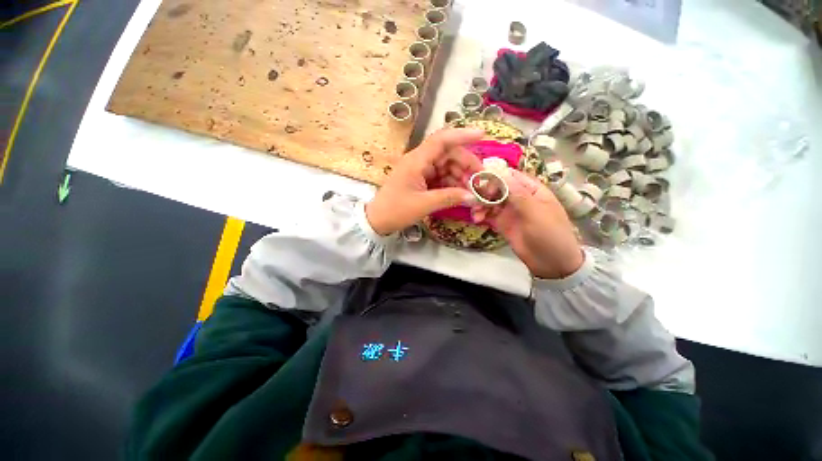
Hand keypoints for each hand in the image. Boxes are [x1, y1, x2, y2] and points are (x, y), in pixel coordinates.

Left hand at [366, 128, 484, 235]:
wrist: (378, 220)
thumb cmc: (397, 210)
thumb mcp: (424, 204)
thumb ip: (449, 198)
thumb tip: (473, 196)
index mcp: (416, 160)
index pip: (441, 140)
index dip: (462, 135)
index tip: (482, 135)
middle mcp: (419, 161)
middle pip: (448, 154)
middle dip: (465, 164)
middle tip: (480, 180)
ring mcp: (420, 170)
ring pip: (446, 166)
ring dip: (460, 176)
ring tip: (472, 191)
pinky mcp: (421, 180)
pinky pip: (441, 177)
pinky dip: (452, 184)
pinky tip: (460, 193)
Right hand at [472, 170, 583, 278]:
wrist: (552, 263)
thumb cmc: (550, 234)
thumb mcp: (535, 212)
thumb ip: (517, 193)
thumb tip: (500, 172)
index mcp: (531, 189)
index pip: (510, 175)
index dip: (495, 176)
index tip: (480, 183)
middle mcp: (519, 197)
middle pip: (497, 187)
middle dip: (484, 191)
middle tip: (474, 199)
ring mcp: (509, 210)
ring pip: (490, 200)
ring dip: (480, 204)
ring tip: (476, 213)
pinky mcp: (502, 223)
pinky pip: (488, 214)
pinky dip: (481, 214)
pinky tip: (477, 219)